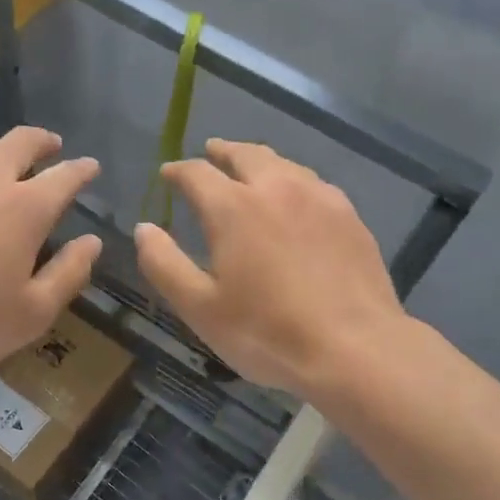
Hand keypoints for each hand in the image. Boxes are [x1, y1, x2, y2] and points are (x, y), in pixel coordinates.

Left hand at [0, 127, 102, 381]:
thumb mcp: (32, 314)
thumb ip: (69, 274)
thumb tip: (91, 242)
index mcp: (24, 208)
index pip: (64, 176)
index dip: (82, 169)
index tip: (91, 166)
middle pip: (19, 142)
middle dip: (41, 141)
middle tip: (51, 146)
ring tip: (1, 162)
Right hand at [134, 139, 407, 394]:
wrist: (355, 348)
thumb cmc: (267, 332)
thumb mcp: (200, 308)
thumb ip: (165, 264)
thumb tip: (144, 228)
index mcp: (233, 207)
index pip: (197, 173)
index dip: (178, 171)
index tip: (168, 174)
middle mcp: (276, 188)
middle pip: (245, 154)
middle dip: (222, 151)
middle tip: (211, 152)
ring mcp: (318, 197)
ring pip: (282, 164)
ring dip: (259, 160)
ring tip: (250, 168)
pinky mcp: (349, 215)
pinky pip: (312, 183)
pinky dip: (292, 180)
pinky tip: (296, 196)